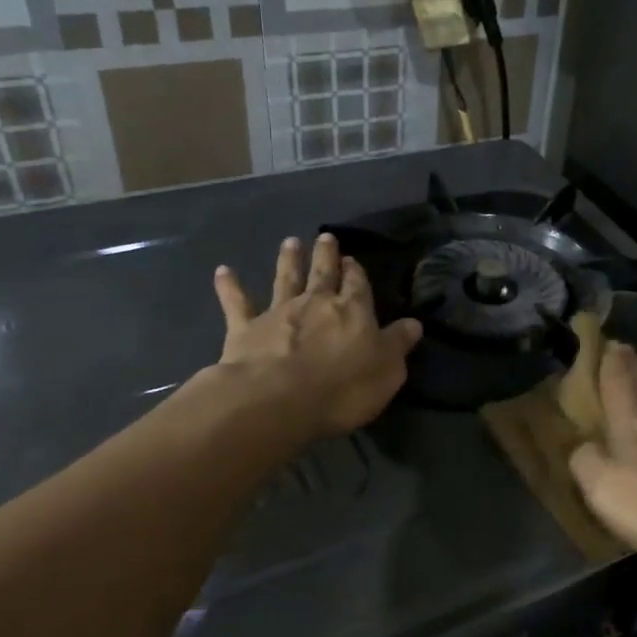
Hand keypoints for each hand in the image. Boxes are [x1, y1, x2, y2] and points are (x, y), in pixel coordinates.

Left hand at [210, 233, 422, 437]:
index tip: (352, 261)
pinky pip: (237, 303)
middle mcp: (316, 303)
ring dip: (288, 260)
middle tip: (325, 237)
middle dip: (326, 255)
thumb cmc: (342, 388)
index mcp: (353, 311)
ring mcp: (278, 313)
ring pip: (285, 280)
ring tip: (290, 241)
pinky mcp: (245, 329)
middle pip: (322, 274)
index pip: (357, 285)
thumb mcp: (387, 371)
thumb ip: (398, 344)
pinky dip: (230, 286)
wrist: (277, 399)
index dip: (356, 273)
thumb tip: (413, 324)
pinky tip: (223, 271)